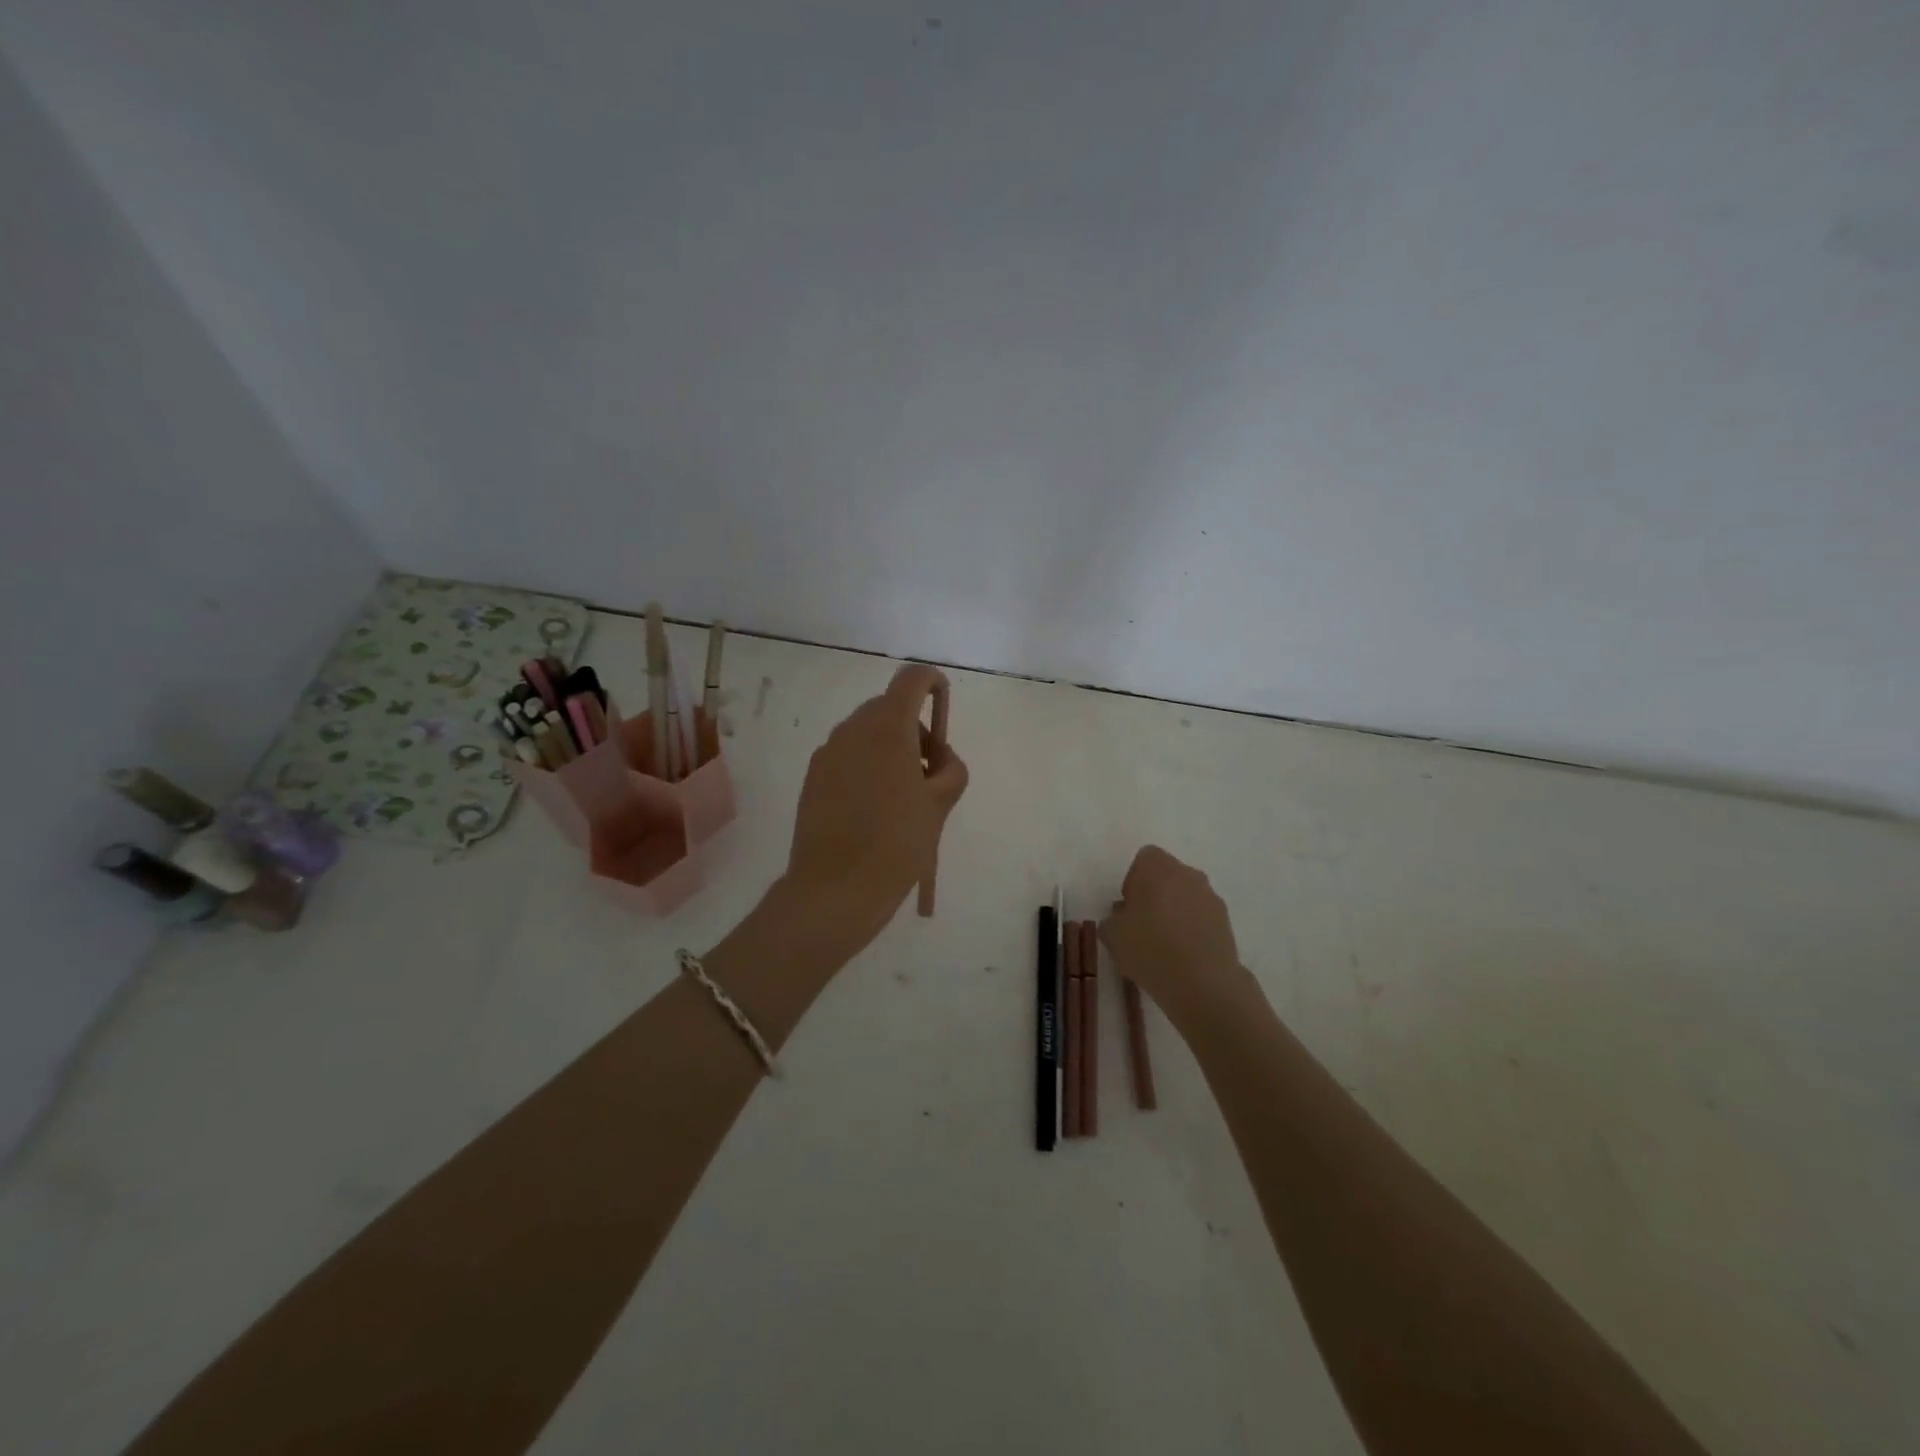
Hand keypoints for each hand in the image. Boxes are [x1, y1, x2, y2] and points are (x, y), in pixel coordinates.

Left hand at [782, 663, 968, 952]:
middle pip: (890, 708)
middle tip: (928, 776)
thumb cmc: (897, 844)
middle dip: (914, 730)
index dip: (933, 684)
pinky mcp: (812, 777)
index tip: (943, 710)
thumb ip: (950, 769)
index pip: (912, 679)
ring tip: (901, 800)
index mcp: (887, 728)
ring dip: (890, 750)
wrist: (835, 889)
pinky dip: (866, 767)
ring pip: (867, 733)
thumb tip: (937, 758)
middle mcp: (853, 730)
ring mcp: (828, 753)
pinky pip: (847, 756)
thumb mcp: (940, 805)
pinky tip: (872, 811)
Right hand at [1099, 846, 1262, 1028]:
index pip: (1144, 858)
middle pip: (1167, 876)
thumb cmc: (1150, 949)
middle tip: (1142, 925)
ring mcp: (1211, 898)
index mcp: (1158, 868)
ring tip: (1163, 945)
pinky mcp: (1226, 923)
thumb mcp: (1113, 935)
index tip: (1128, 907)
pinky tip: (1182, 957)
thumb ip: (1112, 920)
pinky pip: (1201, 917)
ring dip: (1175, 912)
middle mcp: (1188, 874)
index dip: (1133, 880)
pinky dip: (1192, 929)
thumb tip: (1122, 917)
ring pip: (1186, 896)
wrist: (1203, 984)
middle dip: (1155, 894)